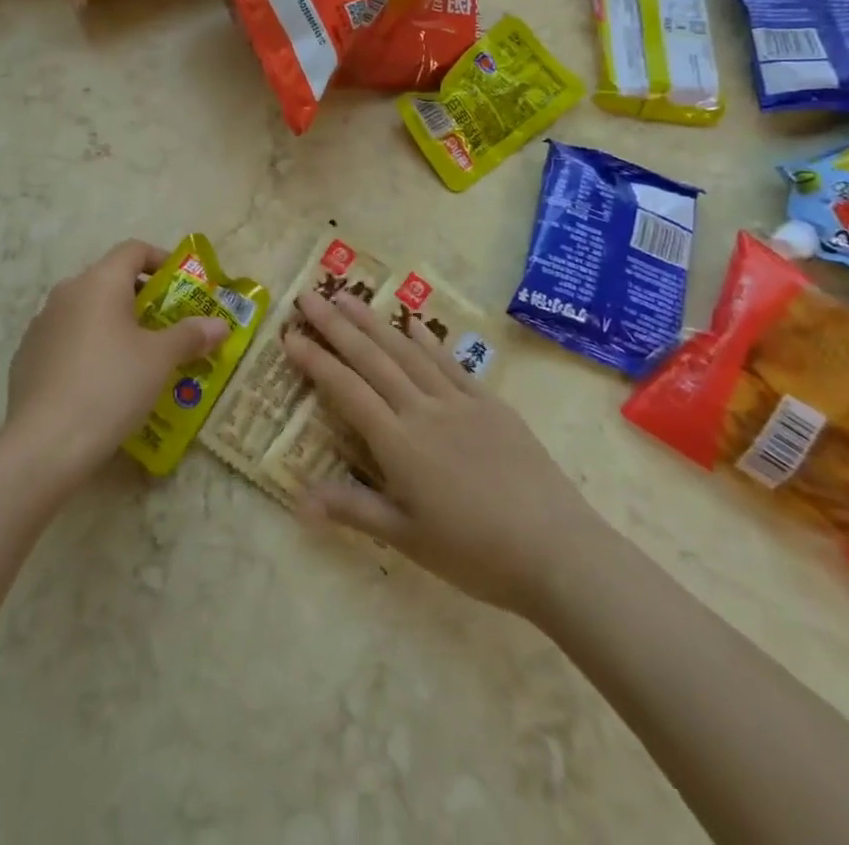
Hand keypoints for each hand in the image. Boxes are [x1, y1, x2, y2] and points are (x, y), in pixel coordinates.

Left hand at [3, 240, 227, 491]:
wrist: (44, 444)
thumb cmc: (111, 386)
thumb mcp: (160, 360)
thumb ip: (190, 335)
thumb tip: (220, 324)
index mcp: (99, 281)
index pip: (133, 250)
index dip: (161, 260)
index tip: (182, 286)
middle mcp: (67, 292)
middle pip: (110, 280)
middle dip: (142, 298)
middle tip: (168, 327)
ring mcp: (42, 324)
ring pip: (87, 310)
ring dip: (114, 324)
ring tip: (138, 358)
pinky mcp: (26, 356)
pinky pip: (67, 339)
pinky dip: (89, 347)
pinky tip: (102, 383)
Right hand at [283, 288, 587, 618]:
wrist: (558, 550)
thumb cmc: (476, 553)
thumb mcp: (407, 538)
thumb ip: (353, 509)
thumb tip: (297, 499)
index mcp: (399, 442)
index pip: (347, 390)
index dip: (316, 361)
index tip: (290, 335)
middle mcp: (423, 409)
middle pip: (372, 359)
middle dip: (336, 325)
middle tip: (309, 295)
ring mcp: (459, 401)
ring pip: (407, 352)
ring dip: (374, 322)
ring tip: (348, 298)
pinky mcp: (490, 403)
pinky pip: (450, 363)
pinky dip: (427, 340)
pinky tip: (412, 322)